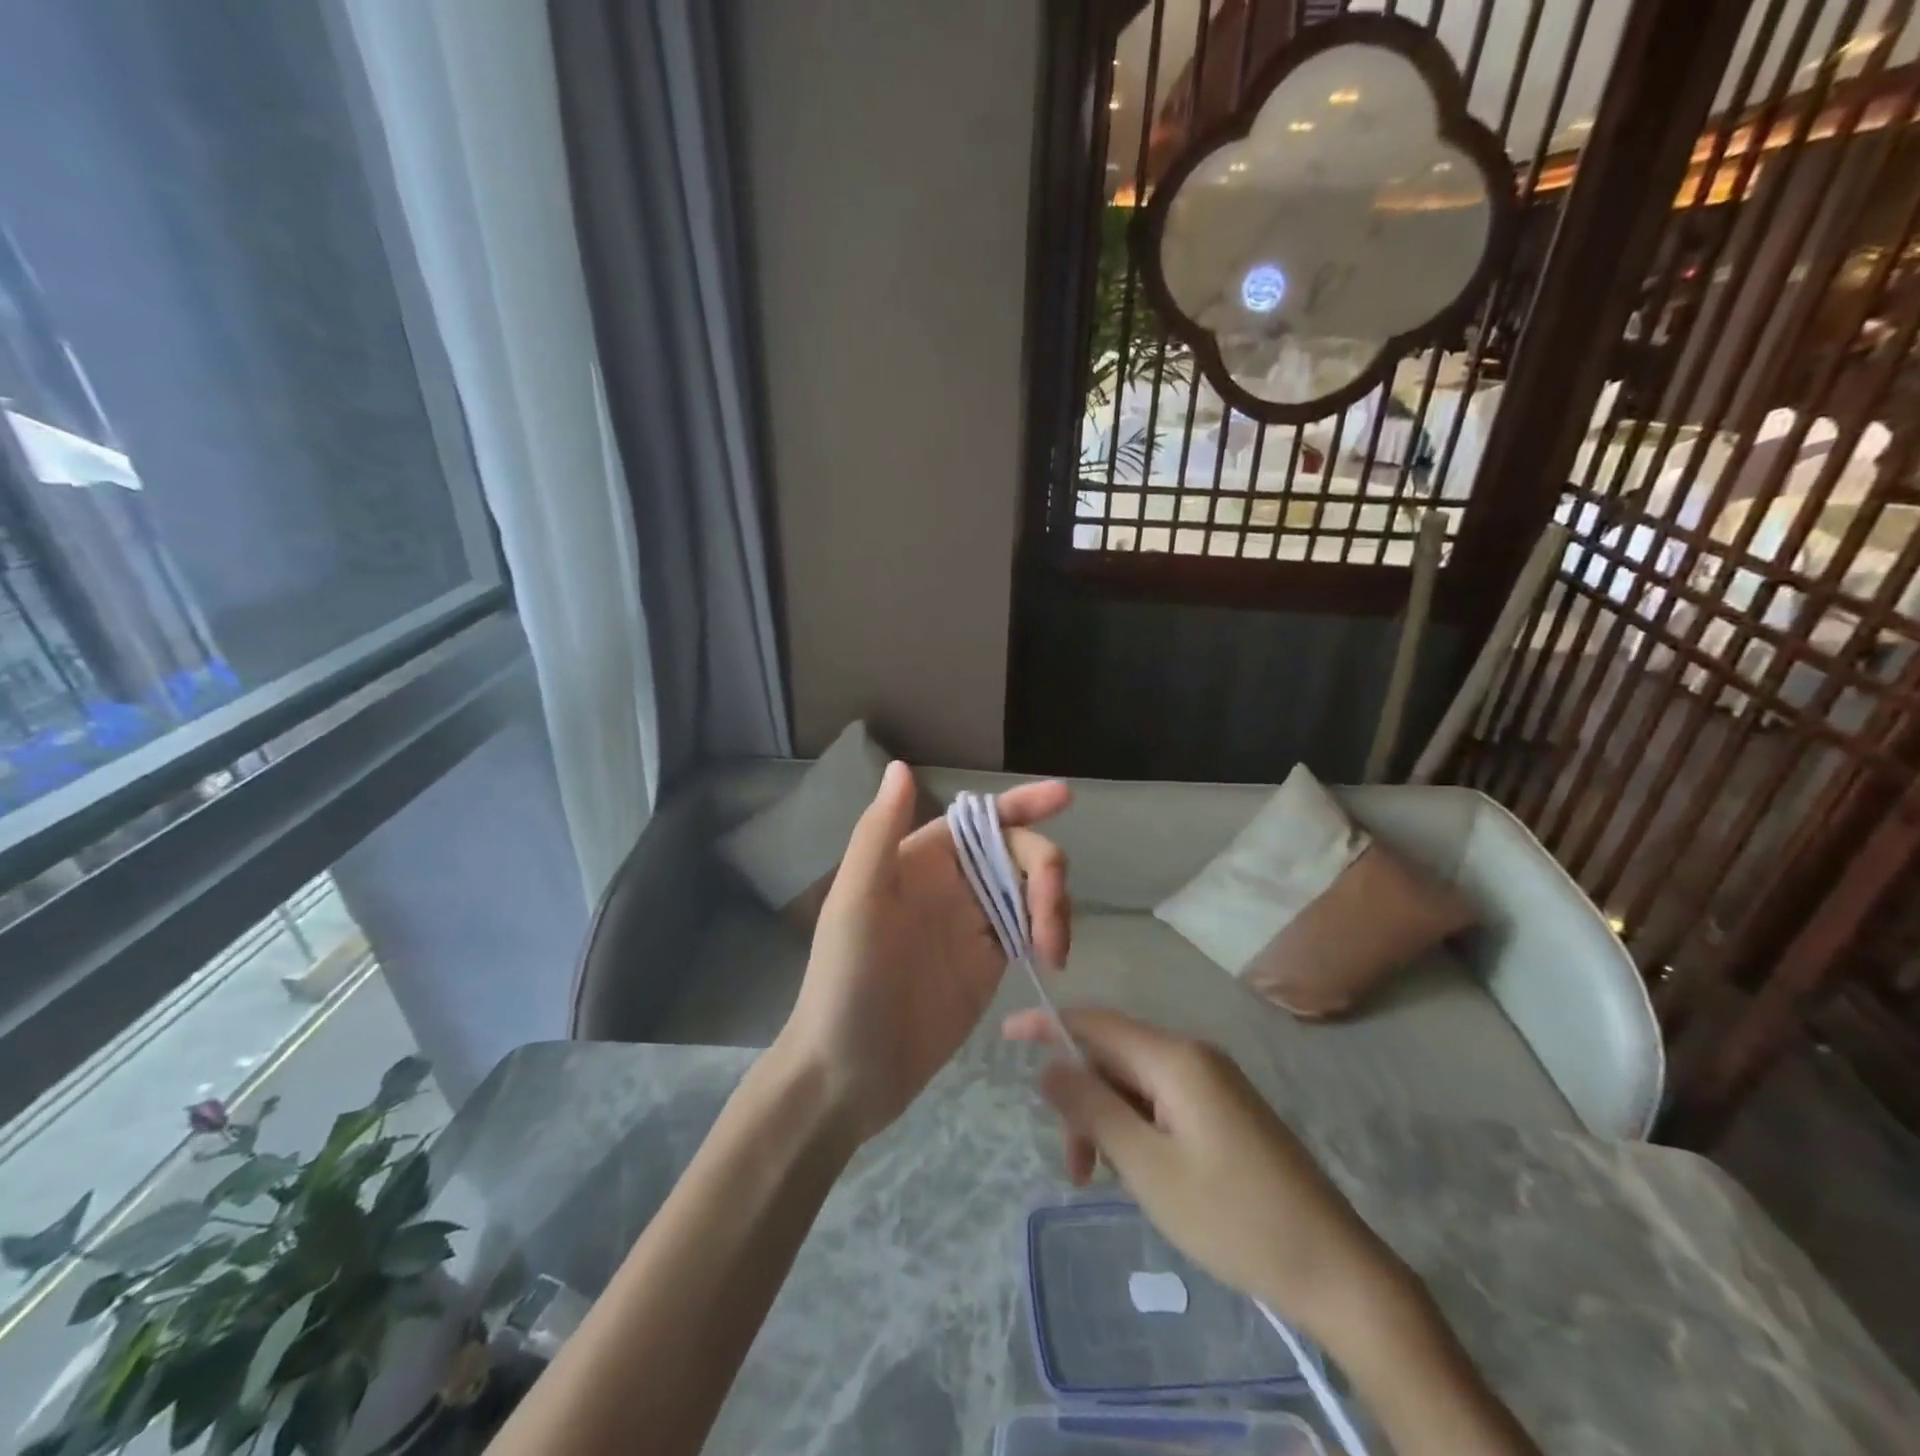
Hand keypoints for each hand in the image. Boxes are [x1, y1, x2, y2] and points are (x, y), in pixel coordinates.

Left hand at [778, 763, 1071, 1142]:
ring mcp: (972, 924)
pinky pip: (1032, 930)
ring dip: (1054, 905)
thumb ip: (879, 832)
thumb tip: (900, 766)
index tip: (1063, 797)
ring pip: (1031, 890)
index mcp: (919, 858)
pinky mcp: (988, 962)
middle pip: (1016, 853)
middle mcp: (949, 883)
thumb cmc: (846, 982)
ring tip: (1052, 950)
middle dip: (1045, 871)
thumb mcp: (856, 902)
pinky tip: (1052, 957)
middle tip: (1051, 920)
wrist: (849, 1072)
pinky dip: (1051, 933)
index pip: (979, 818)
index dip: (1021, 803)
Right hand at [1003, 1007, 1406, 1342]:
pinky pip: (1163, 1099)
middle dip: (1083, 1099)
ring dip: (1109, 1119)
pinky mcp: (1227, 1109)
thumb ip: (1093, 1108)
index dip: (1047, 1025)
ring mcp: (1215, 1081)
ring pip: (1137, 1082)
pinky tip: (1141, 1171)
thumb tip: (1049, 1065)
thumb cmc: (1233, 1217)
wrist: (1335, 1268)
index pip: (1096, 1023)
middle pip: (1115, 1056)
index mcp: (1175, 1058)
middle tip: (1076, 1168)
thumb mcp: (1148, 1168)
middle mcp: (1194, 1055)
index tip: (1006, 1036)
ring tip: (1106, 1180)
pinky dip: (1137, 1126)